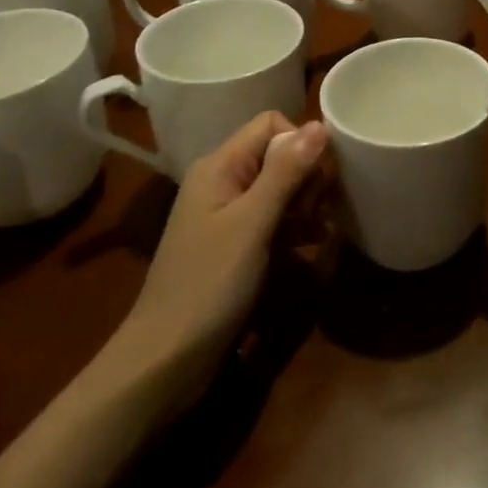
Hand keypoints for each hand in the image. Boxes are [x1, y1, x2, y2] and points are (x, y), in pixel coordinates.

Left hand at [95, 111, 327, 406]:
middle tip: (321, 209)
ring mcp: (227, 215)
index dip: (300, 142)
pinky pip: (274, 217)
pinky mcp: (235, 245)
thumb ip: (285, 173)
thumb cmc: (208, 285)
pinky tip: (317, 243)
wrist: (163, 362)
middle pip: (278, 153)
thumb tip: (319, 125)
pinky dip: (296, 225)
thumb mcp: (253, 224)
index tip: (318, 179)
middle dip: (307, 175)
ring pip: (280, 186)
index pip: (271, 125)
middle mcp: (222, 181)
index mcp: (220, 166)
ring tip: (324, 227)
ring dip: (306, 201)